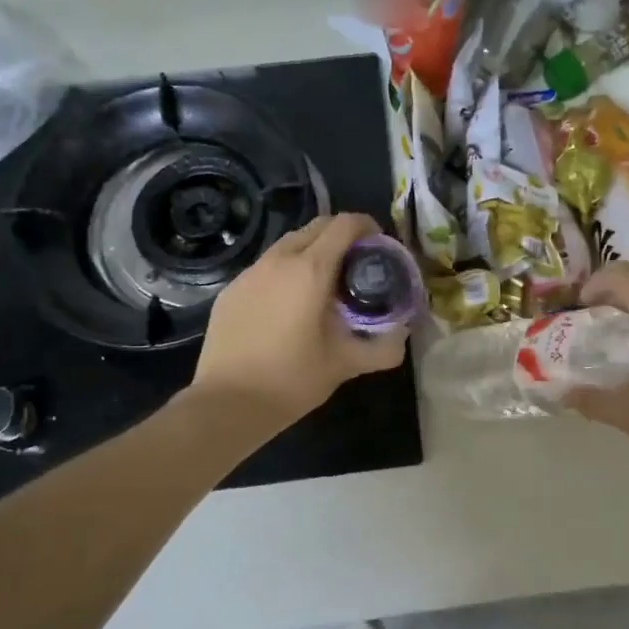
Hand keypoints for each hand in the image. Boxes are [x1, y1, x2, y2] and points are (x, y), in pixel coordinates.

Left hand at [191, 213, 409, 430]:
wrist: (226, 403)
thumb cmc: (291, 380)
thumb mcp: (345, 365)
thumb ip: (382, 348)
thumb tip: (402, 336)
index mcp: (311, 270)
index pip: (344, 225)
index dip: (367, 227)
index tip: (379, 246)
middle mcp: (278, 260)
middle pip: (316, 227)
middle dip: (341, 236)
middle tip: (356, 265)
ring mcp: (249, 273)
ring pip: (288, 245)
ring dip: (312, 252)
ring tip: (324, 285)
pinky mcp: (231, 290)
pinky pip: (266, 267)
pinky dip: (286, 272)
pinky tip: (289, 306)